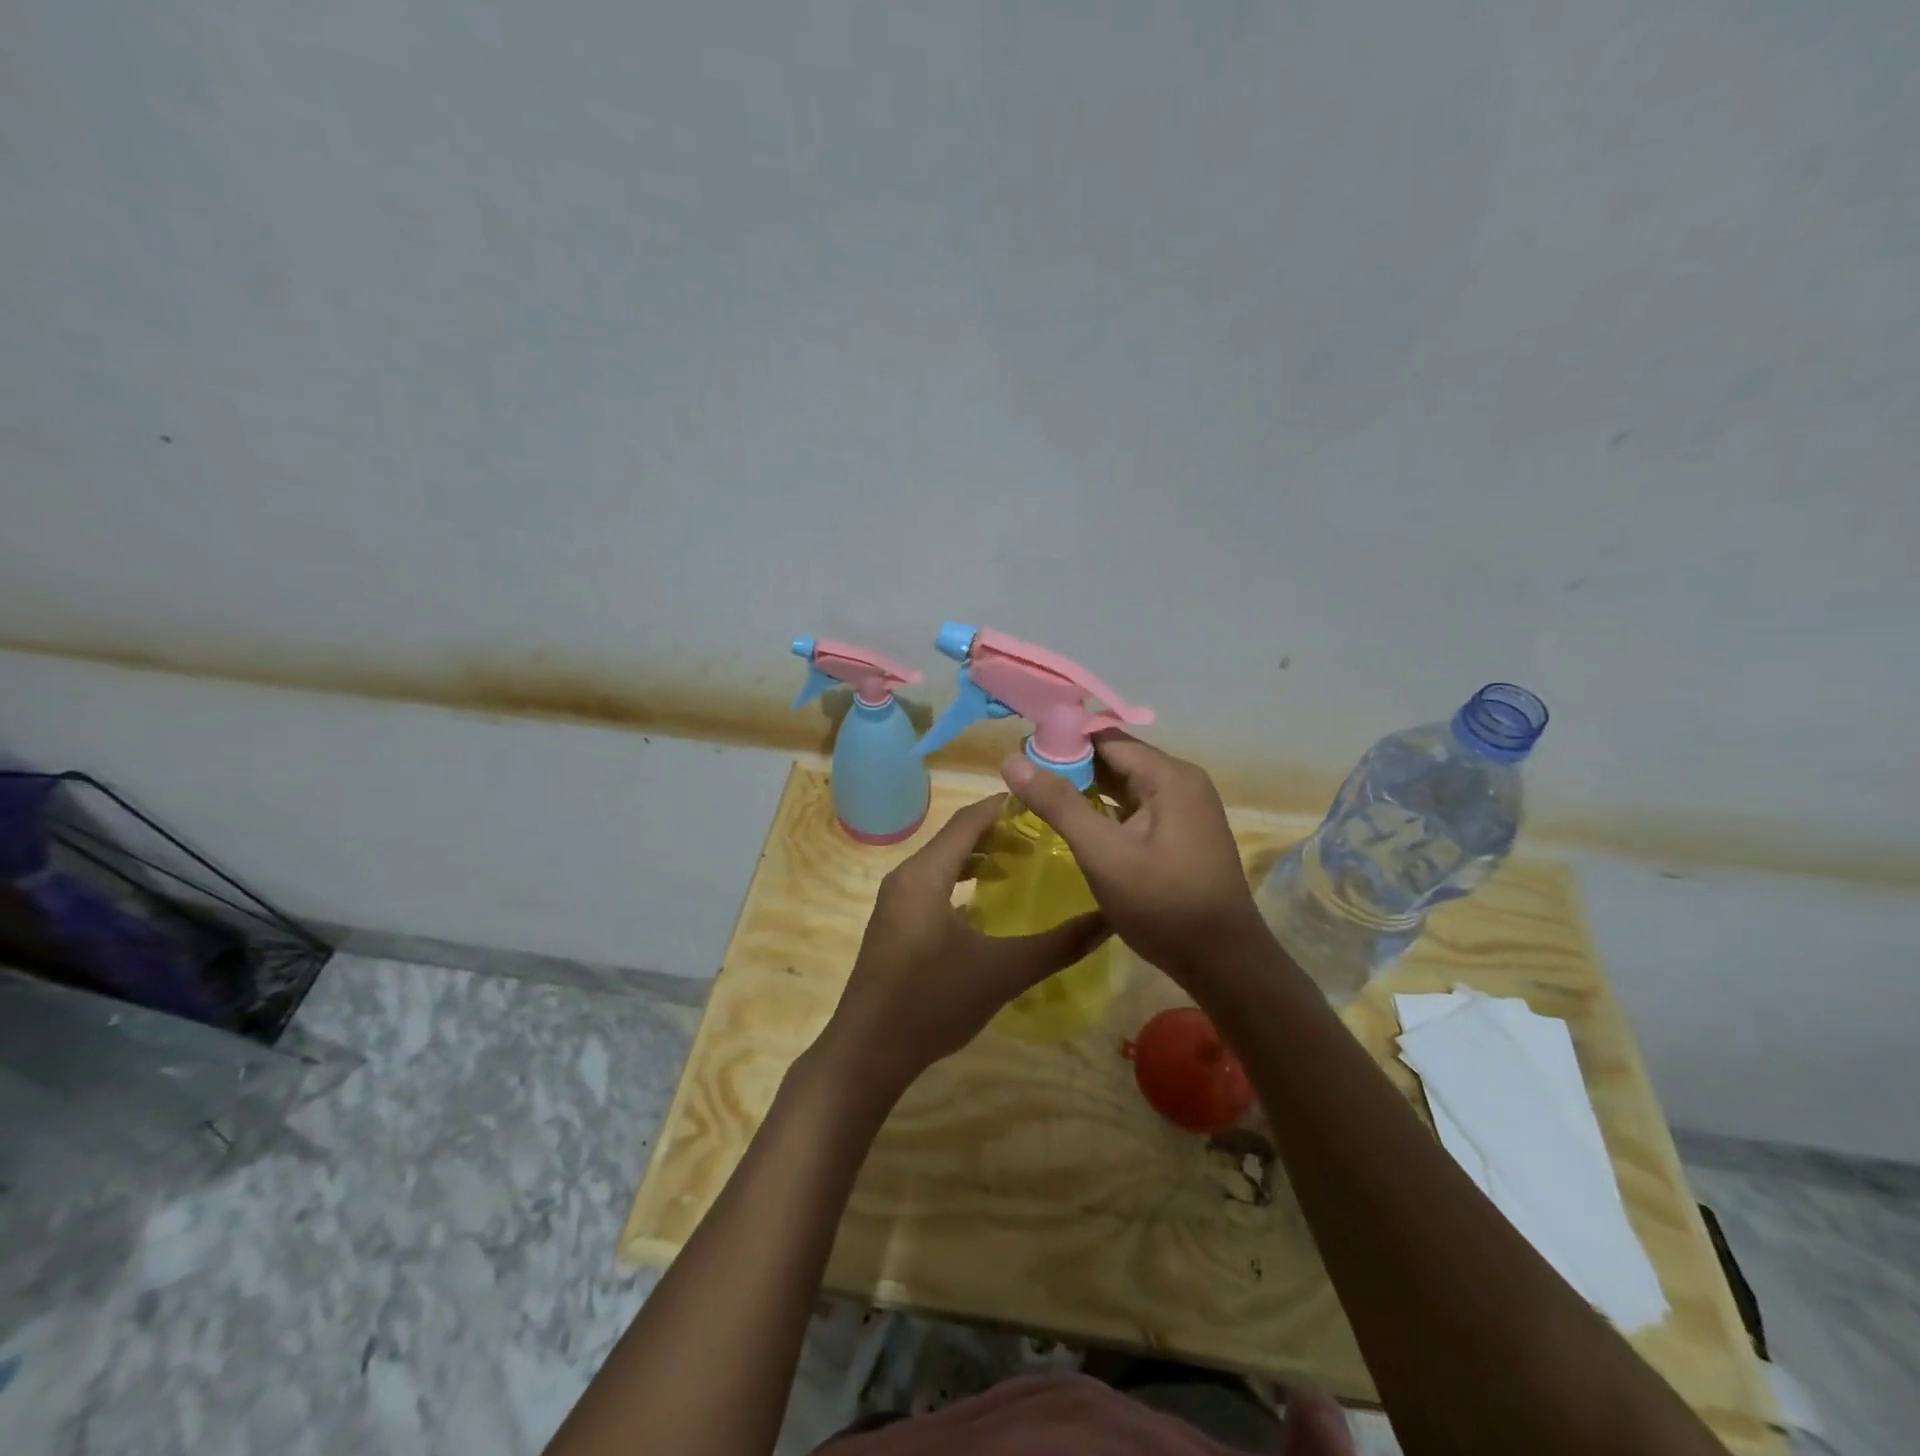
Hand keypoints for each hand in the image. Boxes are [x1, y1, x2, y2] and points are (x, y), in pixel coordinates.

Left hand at [820, 795, 1108, 1099]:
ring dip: (980, 857)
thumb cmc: (932, 1002)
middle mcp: (906, 877)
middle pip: (956, 837)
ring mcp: (896, 901)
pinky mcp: (895, 923)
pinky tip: (989, 904)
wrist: (868, 1051)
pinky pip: (933, 885)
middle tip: (1045, 835)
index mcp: (926, 874)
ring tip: (1023, 862)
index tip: (1045, 802)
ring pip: (943, 862)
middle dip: (999, 831)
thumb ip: (1058, 945)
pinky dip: (962, 882)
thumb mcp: (1002, 972)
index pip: (969, 820)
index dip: (1005, 806)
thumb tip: (1108, 920)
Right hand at [1000, 733, 1265, 983]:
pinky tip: (1076, 820)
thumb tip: (1011, 759)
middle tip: (1023, 777)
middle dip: (1070, 764)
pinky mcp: (1182, 831)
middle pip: (1116, 757)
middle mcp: (1181, 781)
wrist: (1223, 962)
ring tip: (1039, 794)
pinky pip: (1136, 805)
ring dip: (1086, 786)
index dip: (1060, 741)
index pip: (1105, 738)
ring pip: (1125, 782)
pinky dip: (1105, 807)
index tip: (1020, 752)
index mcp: (1169, 775)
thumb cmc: (1163, 905)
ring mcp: (1185, 807)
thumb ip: (1058, 804)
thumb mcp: (1103, 854)